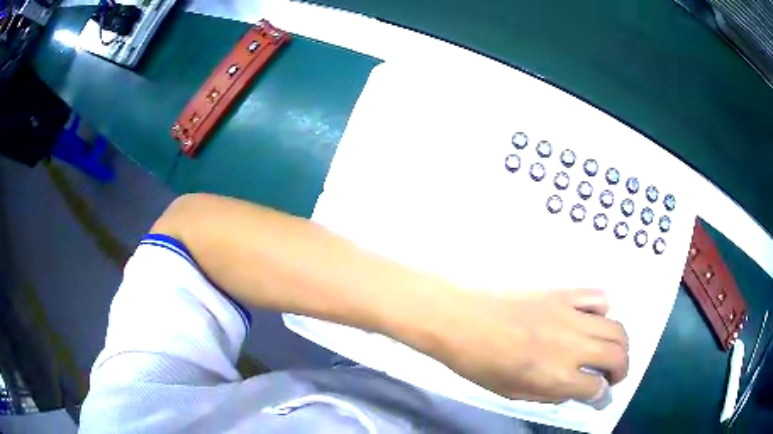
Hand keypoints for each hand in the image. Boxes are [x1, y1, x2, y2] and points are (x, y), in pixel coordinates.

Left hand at [416, 287, 627, 403]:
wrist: (459, 317)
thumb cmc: (477, 361)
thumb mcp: (510, 392)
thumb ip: (547, 394)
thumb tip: (572, 390)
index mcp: (556, 377)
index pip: (596, 389)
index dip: (602, 397)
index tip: (601, 397)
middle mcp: (572, 346)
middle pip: (617, 355)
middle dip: (622, 370)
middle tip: (614, 376)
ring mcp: (571, 315)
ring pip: (616, 327)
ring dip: (620, 343)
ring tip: (611, 351)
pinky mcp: (564, 293)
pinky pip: (598, 297)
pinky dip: (603, 311)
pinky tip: (591, 319)